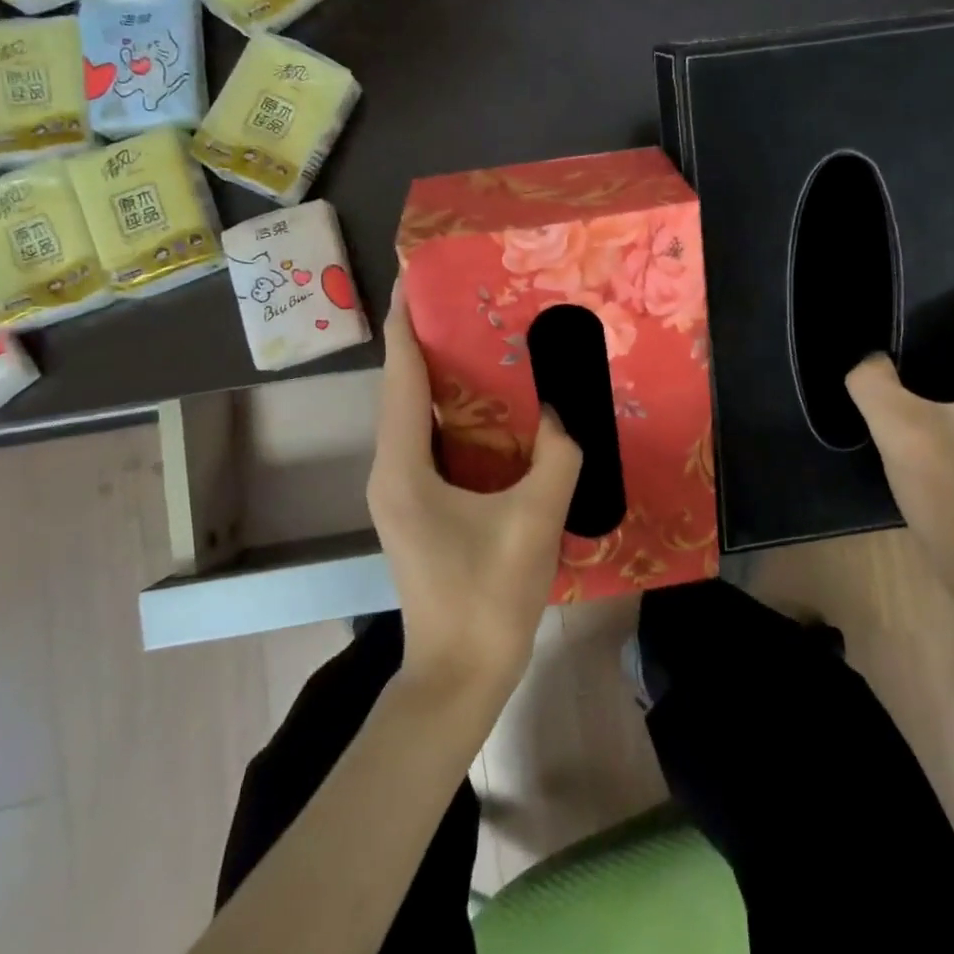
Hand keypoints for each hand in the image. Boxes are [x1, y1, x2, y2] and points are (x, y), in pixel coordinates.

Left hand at [367, 277, 583, 703]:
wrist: (459, 676)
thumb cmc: (488, 597)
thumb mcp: (534, 520)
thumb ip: (556, 456)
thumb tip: (563, 411)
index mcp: (403, 467)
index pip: (399, 377)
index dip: (405, 323)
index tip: (415, 277)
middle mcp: (390, 471)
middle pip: (400, 390)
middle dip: (425, 341)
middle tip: (464, 299)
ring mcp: (399, 492)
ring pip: (412, 417)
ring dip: (437, 377)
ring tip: (476, 337)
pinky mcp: (416, 508)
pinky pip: (428, 442)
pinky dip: (450, 414)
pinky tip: (487, 406)